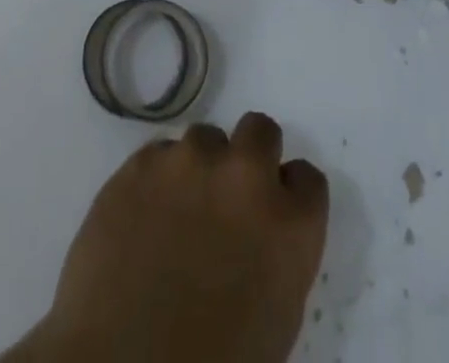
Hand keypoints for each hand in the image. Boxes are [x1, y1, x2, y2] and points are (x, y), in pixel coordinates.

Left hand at [4, 114, 328, 362]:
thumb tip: (262, 235)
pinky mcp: (141, 162)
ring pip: (204, 138)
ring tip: (178, 211)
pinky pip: (158, 153)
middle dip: (250, 155)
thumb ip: (277, 255)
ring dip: (199, 167)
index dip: (289, 195)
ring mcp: (189, 161)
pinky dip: (157, 178)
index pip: (307, 178)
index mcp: (290, 223)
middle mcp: (245, 174)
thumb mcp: (274, 317)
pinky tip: (144, 216)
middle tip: (230, 195)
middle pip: (260, 131)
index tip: (273, 213)